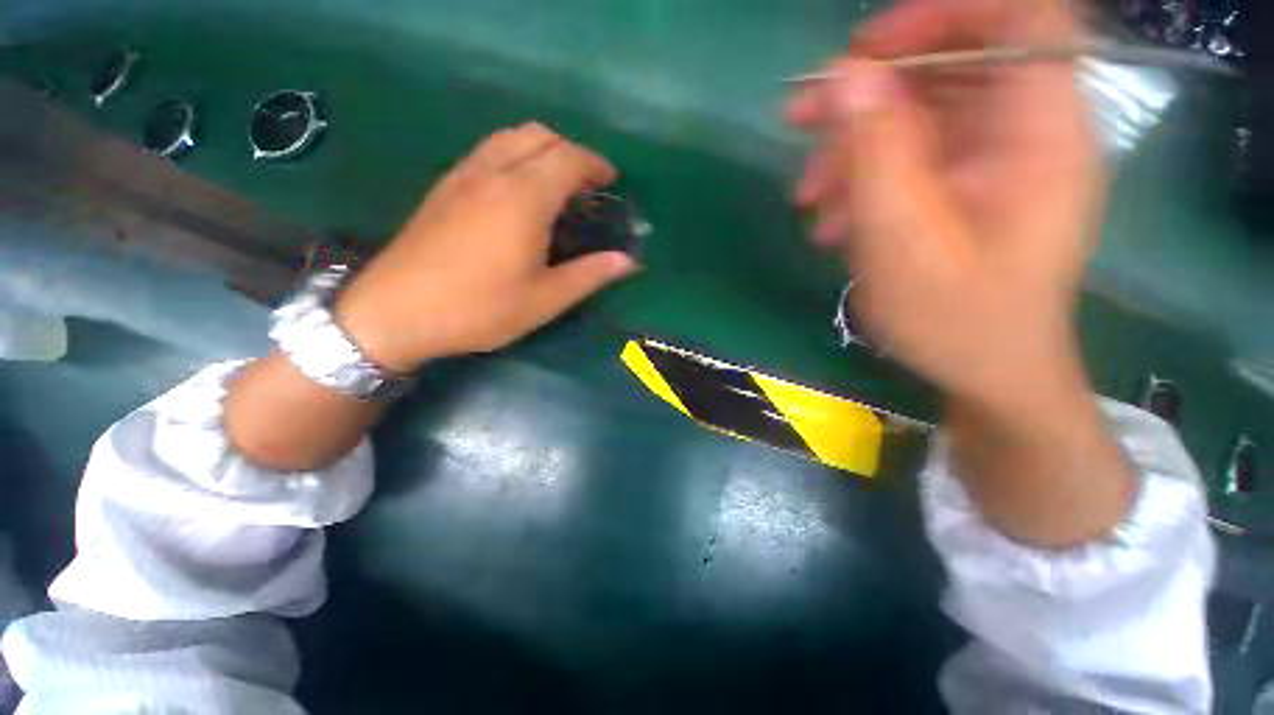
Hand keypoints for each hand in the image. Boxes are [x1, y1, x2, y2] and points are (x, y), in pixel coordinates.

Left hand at [336, 123, 639, 372]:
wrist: (396, 312)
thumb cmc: (480, 309)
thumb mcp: (545, 299)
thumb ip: (590, 274)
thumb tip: (628, 262)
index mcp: (524, 198)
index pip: (569, 158)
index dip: (596, 164)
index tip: (612, 181)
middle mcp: (493, 173)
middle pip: (540, 136)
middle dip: (571, 152)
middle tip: (587, 186)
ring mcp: (463, 175)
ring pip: (510, 137)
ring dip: (541, 150)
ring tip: (556, 185)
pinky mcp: (444, 186)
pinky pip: (488, 152)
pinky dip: (514, 157)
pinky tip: (517, 193)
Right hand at [788, 0, 1103, 414]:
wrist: (987, 373)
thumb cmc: (957, 319)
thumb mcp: (904, 239)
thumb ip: (880, 154)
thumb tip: (848, 77)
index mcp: (1040, 134)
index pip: (1017, 19)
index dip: (943, 14)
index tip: (866, 50)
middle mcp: (1026, 133)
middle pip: (950, 67)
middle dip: (869, 91)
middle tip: (800, 120)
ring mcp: (996, 163)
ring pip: (922, 117)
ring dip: (855, 148)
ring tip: (810, 200)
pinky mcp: (968, 189)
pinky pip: (915, 160)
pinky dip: (867, 180)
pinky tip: (834, 220)